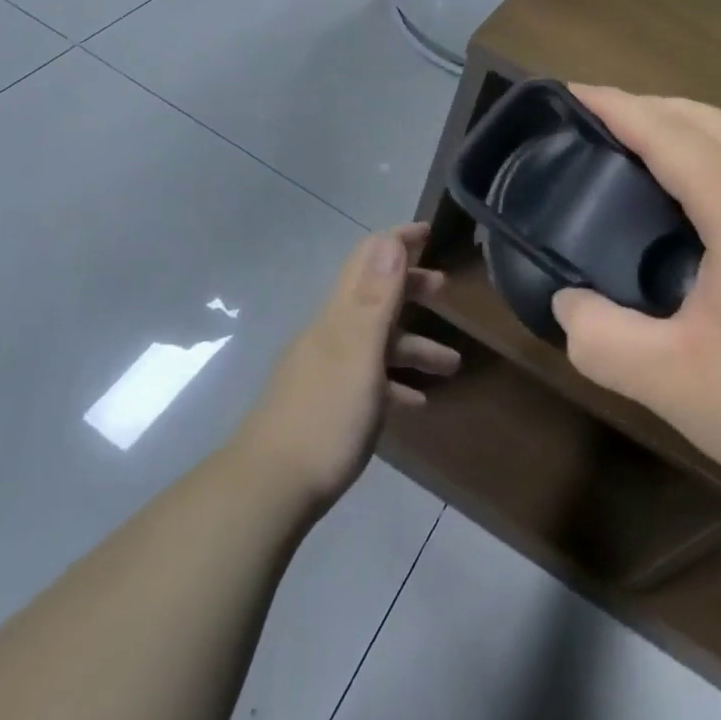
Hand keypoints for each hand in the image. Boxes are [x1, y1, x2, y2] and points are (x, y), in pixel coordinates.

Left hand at [237, 224, 459, 510]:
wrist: (268, 489)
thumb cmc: (326, 416)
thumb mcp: (360, 353)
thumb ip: (376, 297)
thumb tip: (389, 239)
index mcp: (340, 316)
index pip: (367, 259)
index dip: (397, 241)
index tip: (428, 230)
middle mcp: (331, 333)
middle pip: (374, 296)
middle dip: (410, 287)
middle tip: (445, 289)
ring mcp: (326, 369)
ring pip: (377, 342)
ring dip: (414, 345)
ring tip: (452, 364)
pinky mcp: (326, 403)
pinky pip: (369, 380)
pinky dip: (395, 383)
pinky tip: (416, 404)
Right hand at [552, 88, 720, 506]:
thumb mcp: (680, 387)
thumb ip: (605, 342)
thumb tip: (567, 305)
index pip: (667, 131)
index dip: (614, 106)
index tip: (570, 91)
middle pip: (705, 118)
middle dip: (646, 107)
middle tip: (593, 126)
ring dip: (683, 130)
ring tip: (638, 157)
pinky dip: (715, 157)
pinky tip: (701, 205)